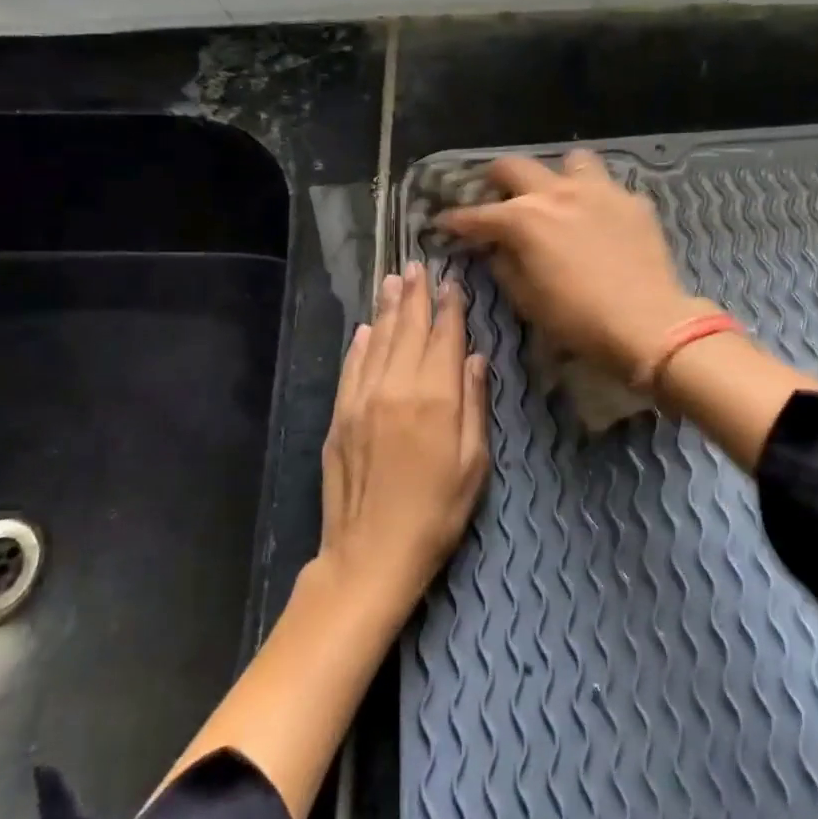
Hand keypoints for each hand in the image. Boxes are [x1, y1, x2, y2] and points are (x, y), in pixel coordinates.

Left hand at [319, 262, 489, 600]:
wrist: (371, 553)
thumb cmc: (437, 513)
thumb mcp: (474, 464)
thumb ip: (476, 405)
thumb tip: (477, 358)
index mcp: (437, 398)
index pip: (445, 338)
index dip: (450, 307)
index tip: (452, 282)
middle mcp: (397, 388)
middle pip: (409, 330)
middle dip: (416, 295)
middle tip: (417, 265)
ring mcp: (363, 399)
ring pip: (378, 341)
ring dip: (387, 308)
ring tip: (393, 280)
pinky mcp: (340, 415)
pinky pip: (352, 367)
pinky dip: (360, 343)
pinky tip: (366, 328)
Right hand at [435, 150, 714, 380]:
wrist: (647, 323)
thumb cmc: (578, 320)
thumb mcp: (528, 300)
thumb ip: (505, 266)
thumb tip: (495, 248)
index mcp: (524, 219)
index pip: (477, 214)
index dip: (455, 220)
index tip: (443, 222)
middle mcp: (557, 193)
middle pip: (515, 166)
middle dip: (495, 179)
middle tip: (494, 196)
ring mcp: (599, 191)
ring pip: (571, 161)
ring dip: (557, 176)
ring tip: (558, 198)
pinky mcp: (633, 201)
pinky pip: (608, 188)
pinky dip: (597, 201)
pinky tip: (601, 222)